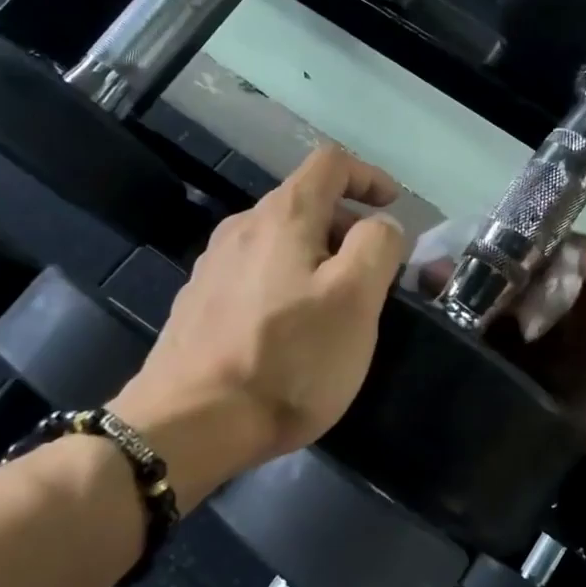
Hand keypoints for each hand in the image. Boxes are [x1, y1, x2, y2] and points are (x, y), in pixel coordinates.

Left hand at [114, 147, 409, 498]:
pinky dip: (286, 283)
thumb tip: (379, 224)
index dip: (369, 175)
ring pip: (280, 241)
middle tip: (374, 275)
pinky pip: (255, 274)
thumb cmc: (288, 358)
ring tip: (336, 306)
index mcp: (283, 216)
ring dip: (317, 258)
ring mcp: (213, 265)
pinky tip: (290, 331)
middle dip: (348, 227)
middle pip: (306, 203)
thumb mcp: (355, 299)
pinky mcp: (199, 303)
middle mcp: (242, 227)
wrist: (191, 423)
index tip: (394, 205)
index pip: (331, 163)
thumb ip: (377, 246)